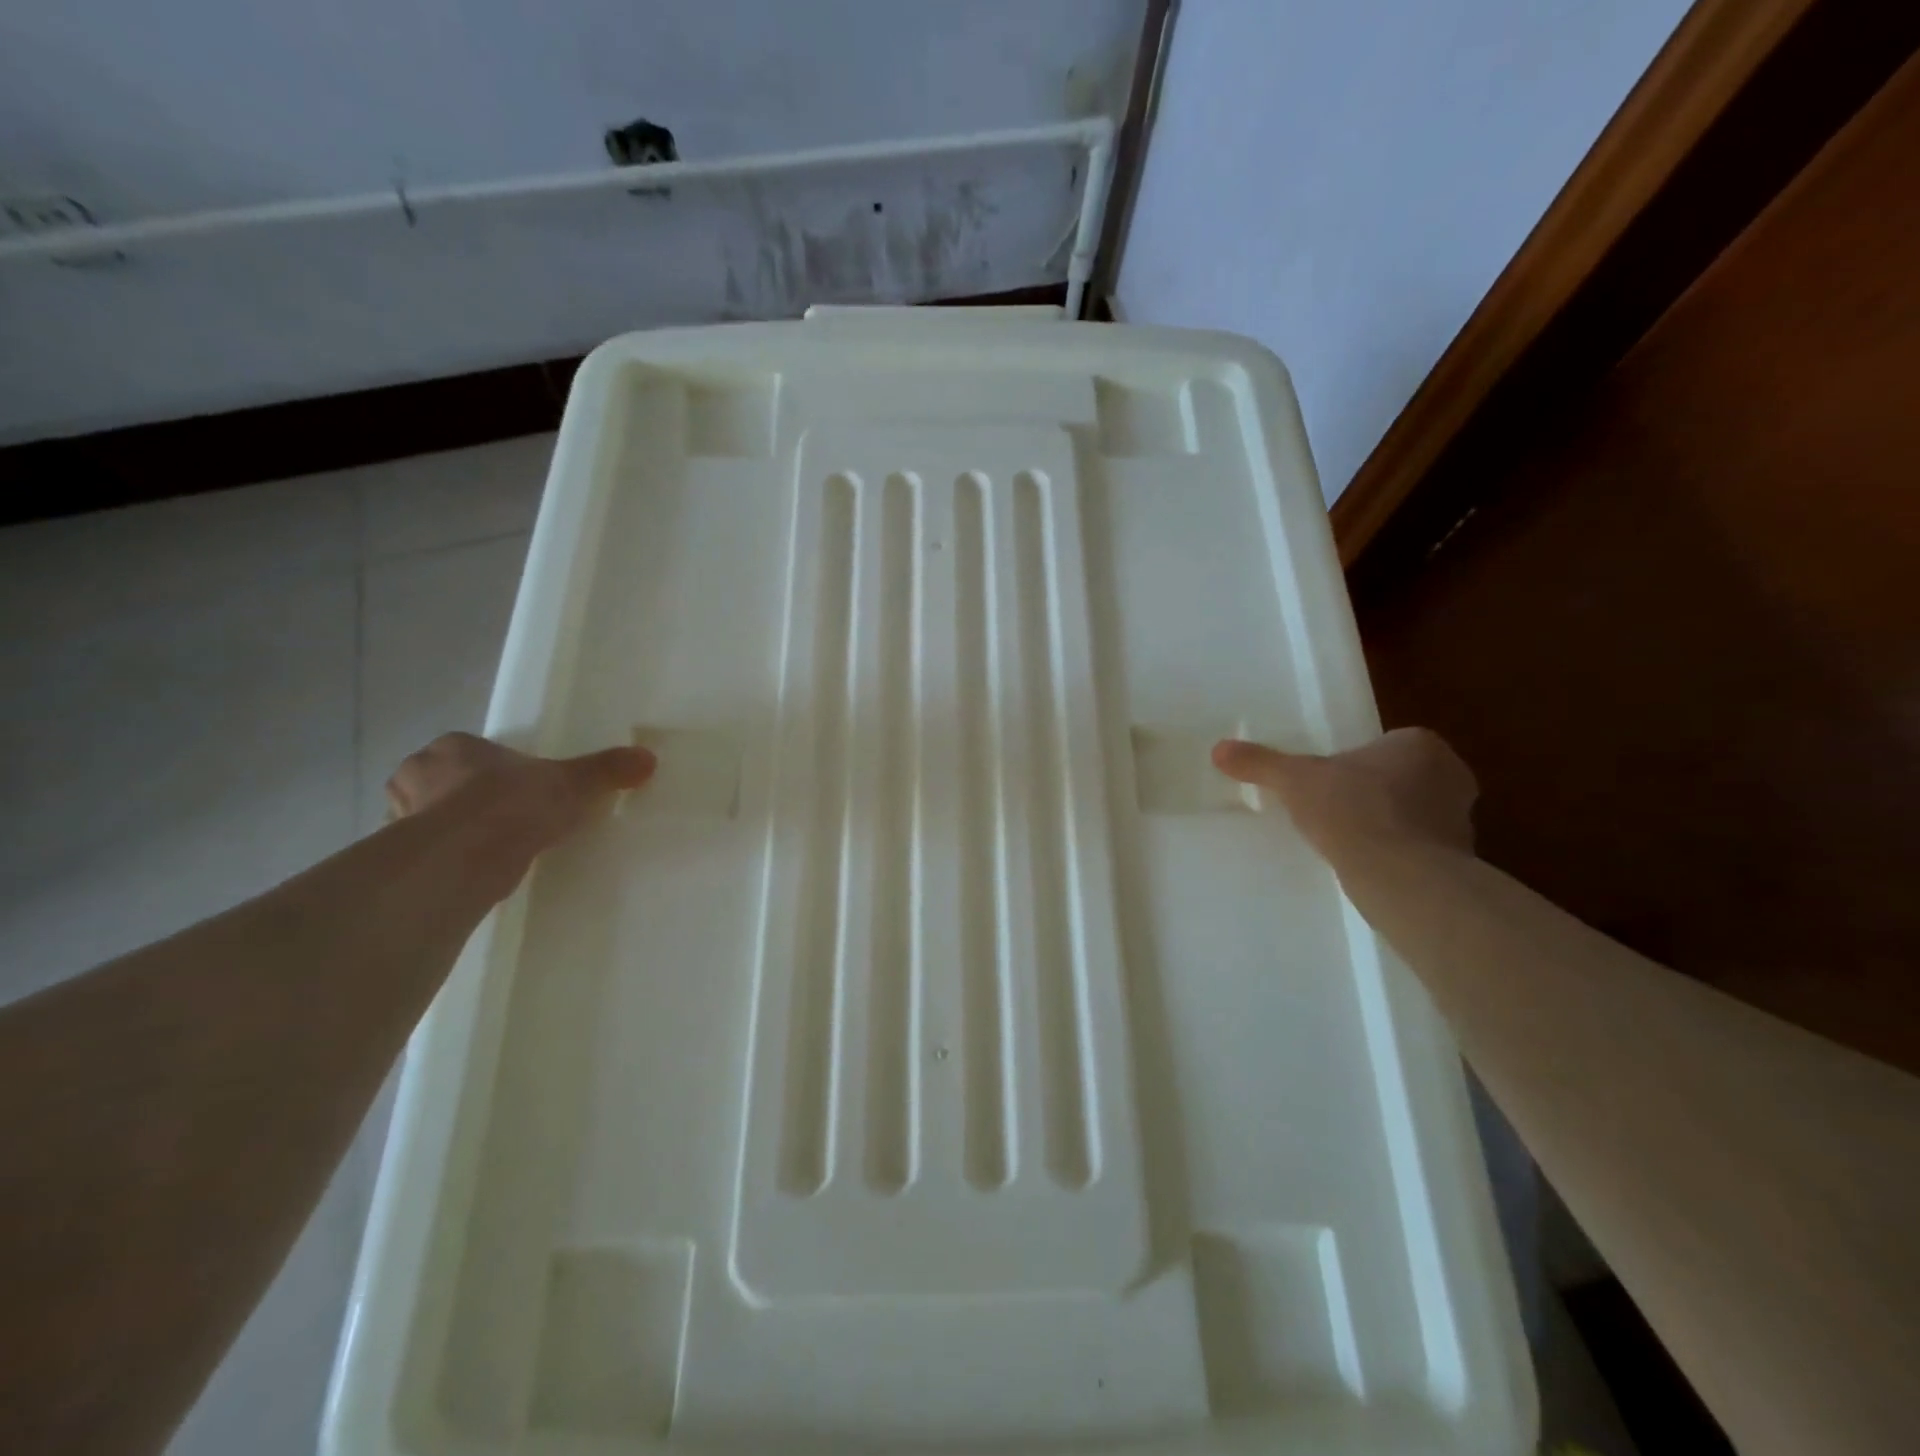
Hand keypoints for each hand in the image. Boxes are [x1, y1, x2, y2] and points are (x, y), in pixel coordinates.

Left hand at [386, 733, 654, 878]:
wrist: (467, 856)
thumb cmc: (513, 803)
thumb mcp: (573, 783)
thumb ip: (606, 770)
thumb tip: (647, 758)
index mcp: (452, 748)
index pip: (466, 751)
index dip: (490, 767)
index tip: (513, 786)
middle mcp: (417, 776)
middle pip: (441, 783)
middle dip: (463, 798)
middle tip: (499, 816)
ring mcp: (402, 819)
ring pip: (428, 820)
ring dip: (451, 831)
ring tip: (488, 849)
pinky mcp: (403, 859)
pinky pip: (427, 856)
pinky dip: (446, 862)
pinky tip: (473, 874)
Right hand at [1212, 728, 1476, 856]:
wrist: (1400, 876)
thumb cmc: (1352, 810)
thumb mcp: (1294, 780)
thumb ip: (1260, 763)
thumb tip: (1218, 749)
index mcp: (1420, 744)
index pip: (1384, 746)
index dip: (1354, 763)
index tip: (1329, 783)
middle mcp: (1451, 774)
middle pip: (1402, 778)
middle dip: (1374, 793)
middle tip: (1335, 810)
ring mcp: (1462, 819)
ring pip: (1414, 814)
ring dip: (1388, 824)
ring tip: (1348, 842)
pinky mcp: (1462, 859)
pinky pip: (1422, 848)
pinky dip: (1399, 854)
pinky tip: (1369, 866)